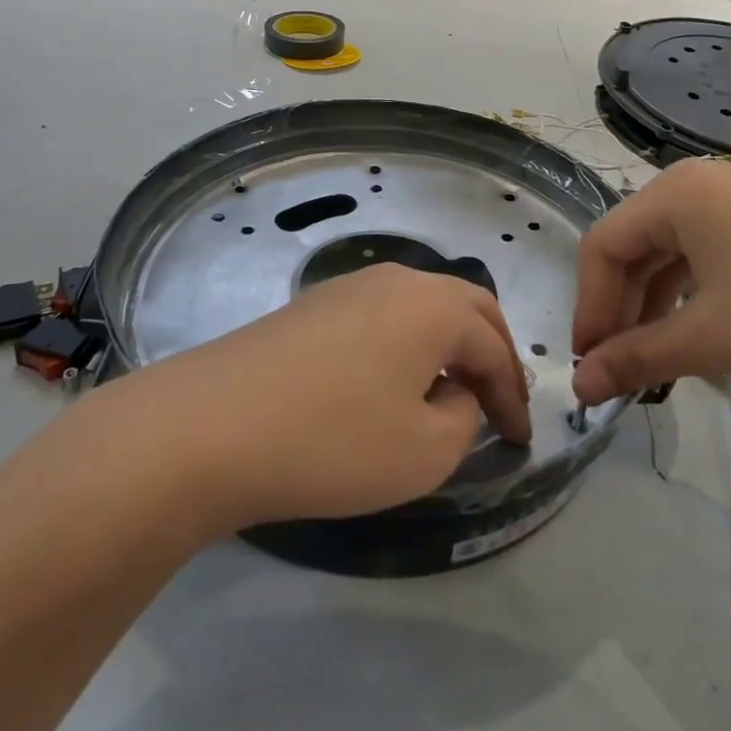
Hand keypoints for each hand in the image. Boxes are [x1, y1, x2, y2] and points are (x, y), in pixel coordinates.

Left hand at [118, 264, 531, 533]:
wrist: (210, 425)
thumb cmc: (332, 441)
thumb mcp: (425, 451)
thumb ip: (464, 418)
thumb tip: (456, 393)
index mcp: (434, 305)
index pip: (495, 348)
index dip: (515, 398)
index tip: (521, 443)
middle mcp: (396, 280)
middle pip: (466, 306)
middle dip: (491, 353)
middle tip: (498, 401)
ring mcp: (348, 286)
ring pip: (422, 306)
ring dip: (447, 344)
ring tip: (448, 392)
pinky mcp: (312, 305)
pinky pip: (382, 316)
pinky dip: (406, 343)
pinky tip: (390, 382)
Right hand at [570, 158, 730, 403]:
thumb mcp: (710, 339)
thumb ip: (635, 359)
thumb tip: (579, 386)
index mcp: (674, 194)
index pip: (602, 248)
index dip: (588, 307)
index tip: (589, 365)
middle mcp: (697, 183)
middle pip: (633, 248)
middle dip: (619, 311)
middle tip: (617, 370)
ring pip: (668, 255)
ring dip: (652, 308)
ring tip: (653, 363)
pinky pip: (705, 256)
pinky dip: (688, 297)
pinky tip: (694, 335)